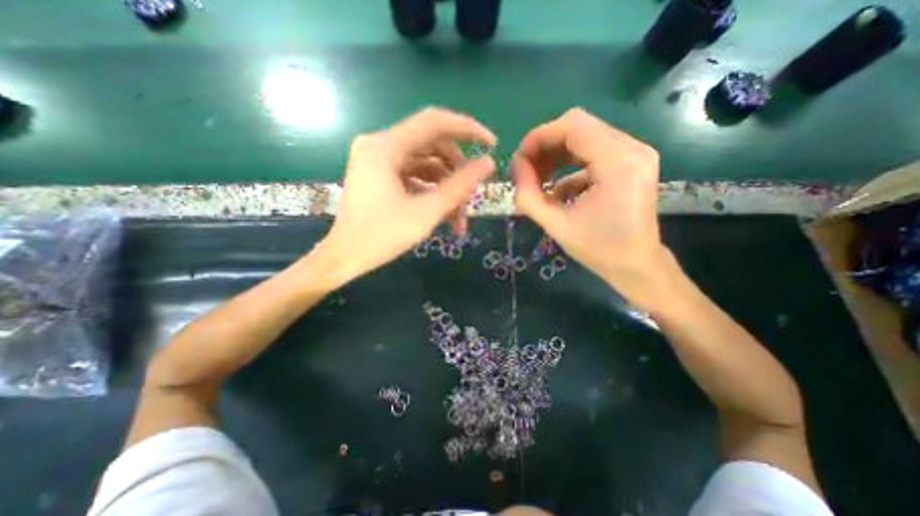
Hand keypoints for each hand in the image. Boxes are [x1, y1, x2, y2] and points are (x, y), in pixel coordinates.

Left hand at [320, 106, 500, 287]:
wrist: (344, 258)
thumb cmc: (381, 237)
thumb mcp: (426, 212)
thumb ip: (459, 186)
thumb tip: (488, 163)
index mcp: (385, 147)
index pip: (435, 122)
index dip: (467, 129)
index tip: (492, 145)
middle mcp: (380, 146)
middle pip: (432, 146)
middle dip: (457, 173)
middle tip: (471, 198)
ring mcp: (379, 161)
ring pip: (426, 164)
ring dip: (447, 188)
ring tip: (458, 219)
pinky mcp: (380, 176)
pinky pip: (415, 176)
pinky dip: (432, 192)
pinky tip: (443, 215)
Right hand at [515, 108, 673, 309]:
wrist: (636, 266)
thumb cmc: (598, 250)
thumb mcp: (555, 225)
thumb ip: (528, 195)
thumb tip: (515, 168)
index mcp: (617, 162)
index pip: (572, 126)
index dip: (539, 137)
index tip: (519, 159)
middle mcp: (632, 148)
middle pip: (578, 126)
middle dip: (545, 145)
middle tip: (526, 170)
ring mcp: (634, 153)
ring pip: (584, 137)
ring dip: (555, 154)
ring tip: (537, 178)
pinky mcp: (630, 163)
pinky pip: (592, 152)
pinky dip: (569, 165)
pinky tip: (558, 189)